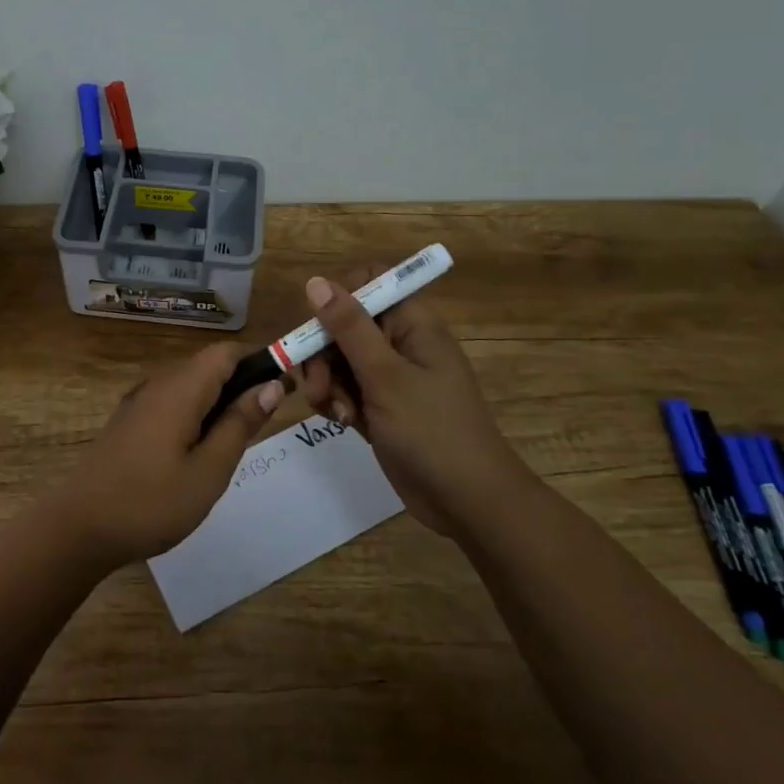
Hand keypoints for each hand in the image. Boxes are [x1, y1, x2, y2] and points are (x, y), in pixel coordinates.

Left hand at [55, 343, 282, 567]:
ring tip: (237, 442)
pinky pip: (172, 403)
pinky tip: (201, 451)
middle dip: (242, 384)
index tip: (286, 388)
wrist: (80, 527)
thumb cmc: (151, 502)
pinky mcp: (129, 422)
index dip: (259, 361)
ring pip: (190, 386)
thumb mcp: (209, 470)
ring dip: (219, 402)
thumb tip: (271, 385)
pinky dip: (196, 415)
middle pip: (208, 366)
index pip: (226, 352)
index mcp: (180, 389)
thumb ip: (240, 424)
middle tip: (265, 424)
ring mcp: (139, 402)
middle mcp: (158, 384)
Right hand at [298, 271, 530, 536]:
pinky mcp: (380, 406)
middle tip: (319, 385)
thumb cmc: (432, 430)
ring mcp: (390, 376)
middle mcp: (400, 343)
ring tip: (334, 411)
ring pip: (339, 359)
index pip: (369, 283)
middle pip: (344, 324)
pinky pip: (345, 388)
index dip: (339, 299)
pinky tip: (342, 422)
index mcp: (412, 324)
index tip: (320, 329)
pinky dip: (337, 401)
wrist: (467, 501)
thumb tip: (316, 282)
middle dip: (324, 352)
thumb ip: (349, 327)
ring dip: (327, 381)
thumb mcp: (385, 375)